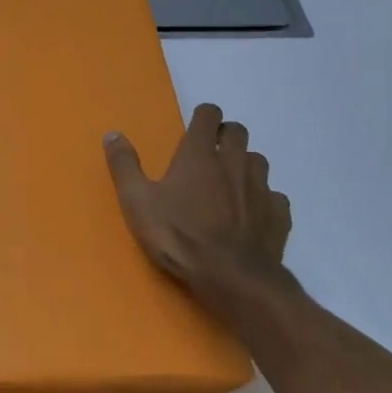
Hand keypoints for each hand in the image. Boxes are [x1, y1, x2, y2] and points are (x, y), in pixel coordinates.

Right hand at [103, 103, 297, 316]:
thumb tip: (112, 133)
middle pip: (238, 132)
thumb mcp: (137, 201)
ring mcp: (261, 187)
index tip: (195, 128)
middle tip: (210, 154)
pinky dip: (263, 199)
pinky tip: (252, 214)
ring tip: (230, 184)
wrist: (231, 278)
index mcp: (200, 154)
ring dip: (245, 165)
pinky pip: (274, 196)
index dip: (203, 116)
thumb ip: (124, 165)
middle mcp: (235, 162)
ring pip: (258, 161)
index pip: (209, 114)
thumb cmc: (178, 236)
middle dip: (226, 136)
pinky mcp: (279, 214)